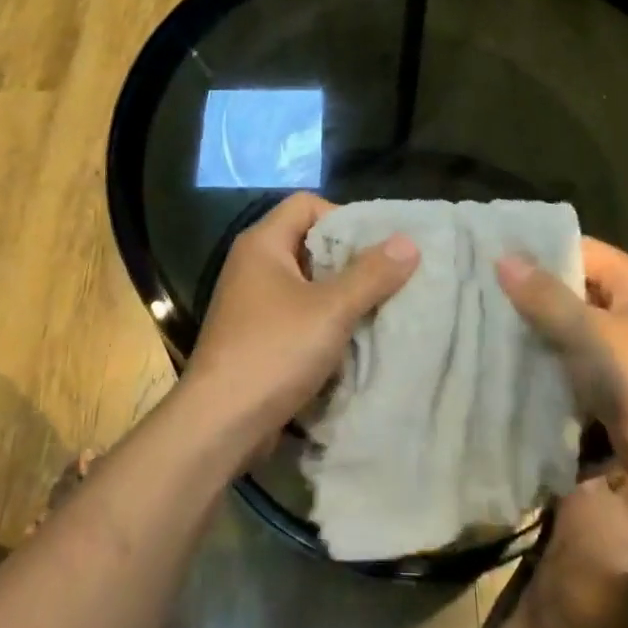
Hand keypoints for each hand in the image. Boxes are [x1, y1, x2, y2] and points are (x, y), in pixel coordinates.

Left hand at [188, 193, 417, 444]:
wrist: (219, 424)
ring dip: (340, 294)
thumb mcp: (331, 309)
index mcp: (262, 244)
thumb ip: (371, 274)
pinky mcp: (255, 336)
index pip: (306, 203)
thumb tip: (408, 242)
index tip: (376, 247)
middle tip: (387, 278)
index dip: (343, 217)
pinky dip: (323, 320)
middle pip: (308, 242)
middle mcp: (252, 265)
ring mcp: (251, 302)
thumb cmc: (274, 352)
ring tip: (377, 309)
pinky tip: (350, 340)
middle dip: (349, 259)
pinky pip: (296, 313)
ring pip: (305, 282)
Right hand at [497, 240, 627, 517]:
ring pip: (570, 329)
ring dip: (535, 333)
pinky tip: (506, 364)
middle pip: (572, 289)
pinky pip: (575, 363)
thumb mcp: (594, 335)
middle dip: (529, 295)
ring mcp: (625, 348)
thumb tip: (502, 257)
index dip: (536, 253)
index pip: (579, 250)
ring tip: (481, 326)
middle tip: (475, 294)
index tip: (487, 258)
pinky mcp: (616, 384)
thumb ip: (546, 298)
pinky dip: (548, 364)